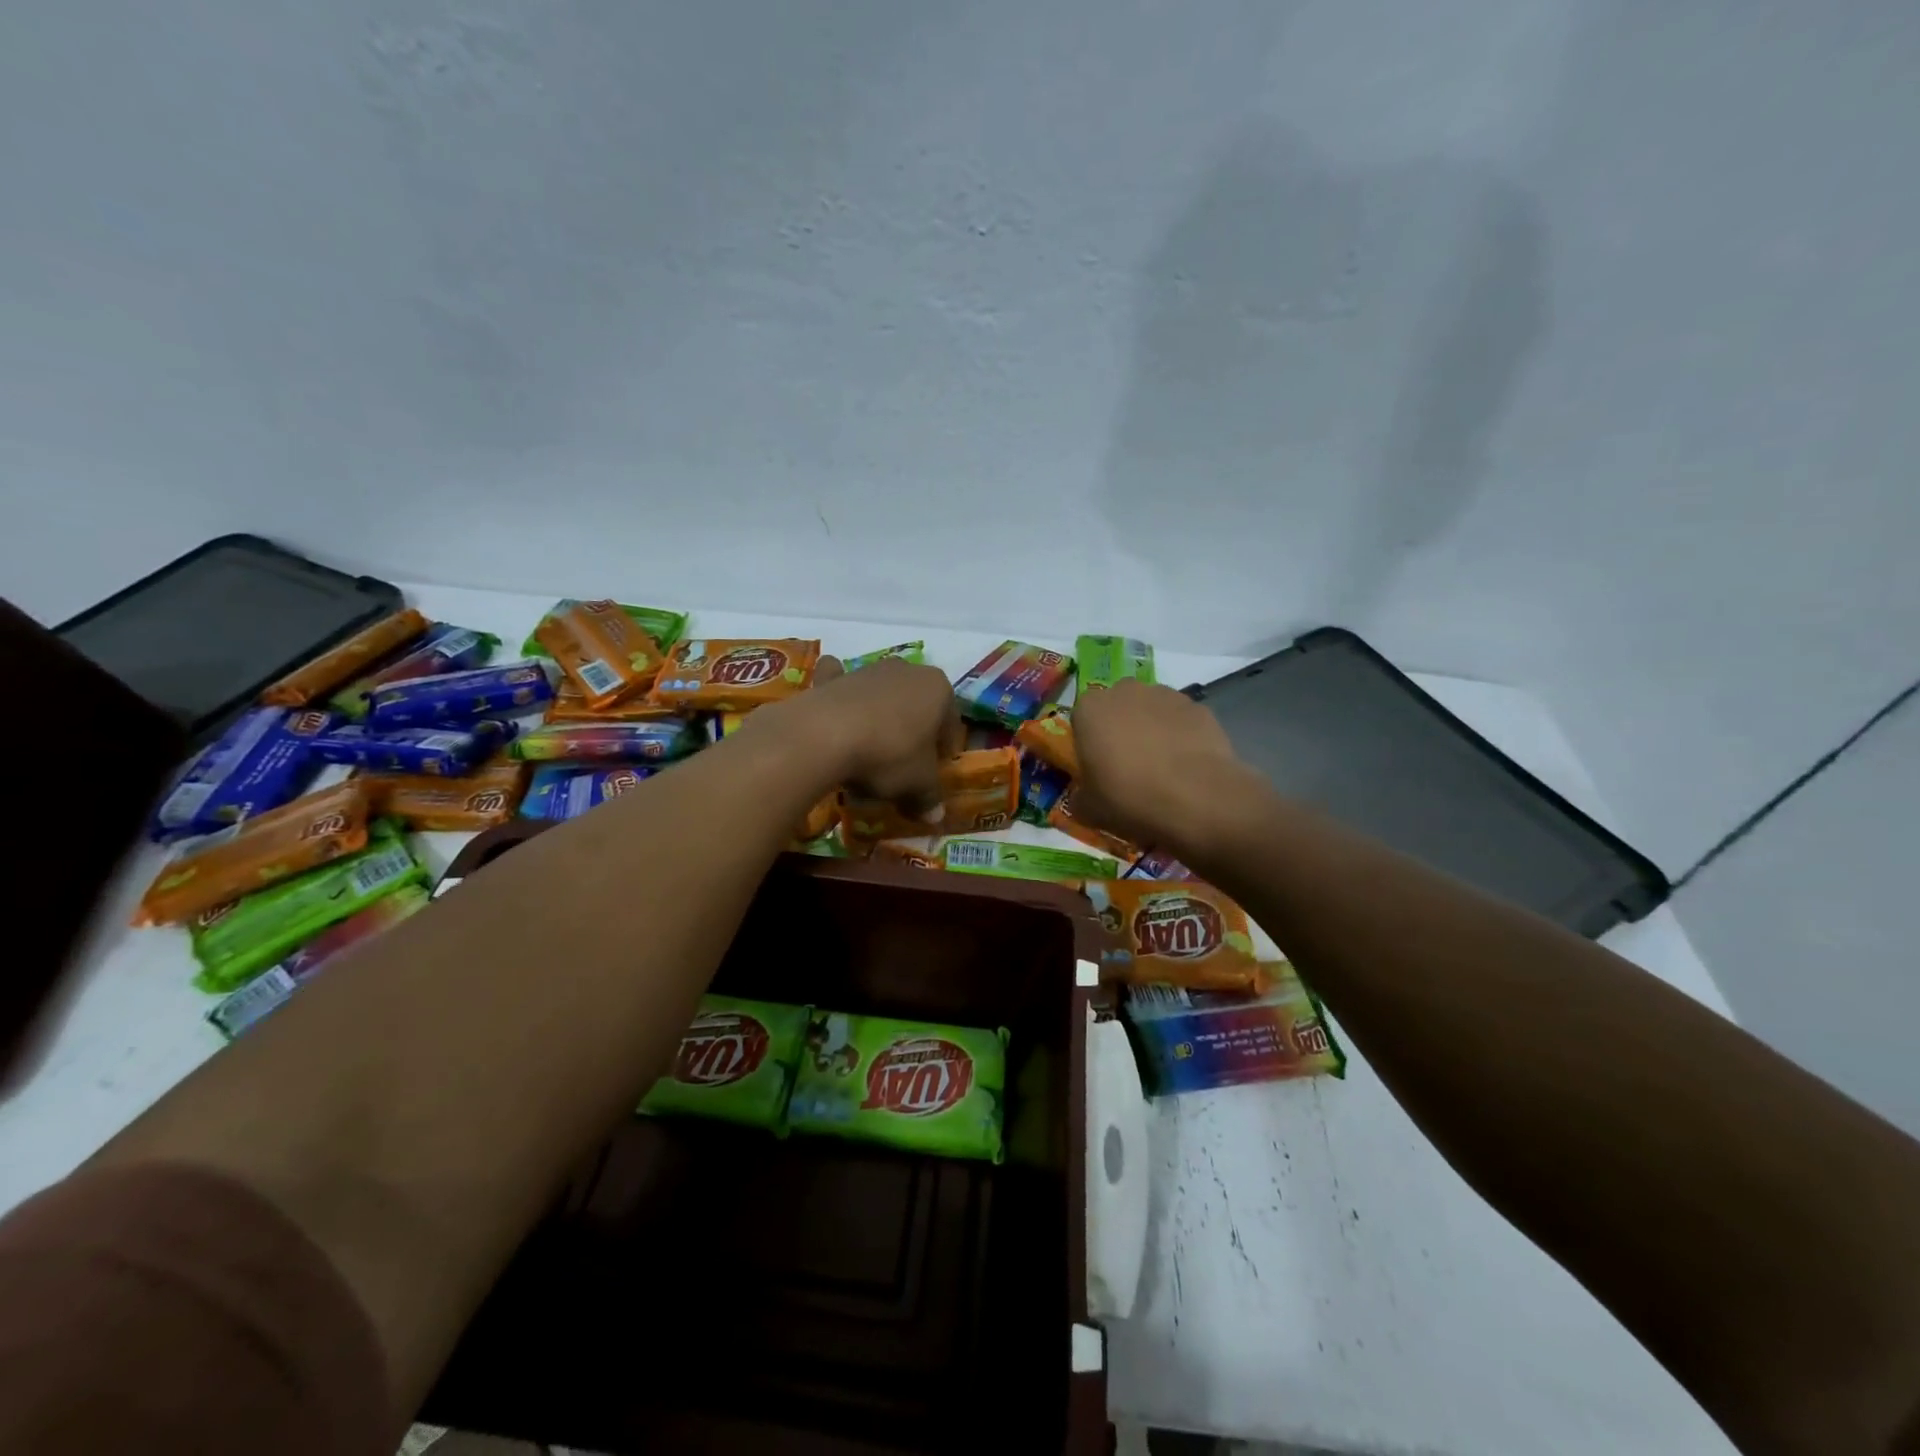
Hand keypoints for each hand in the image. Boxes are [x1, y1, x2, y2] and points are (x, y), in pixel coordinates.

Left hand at [751, 656, 962, 816]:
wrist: (824, 735)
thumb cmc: (888, 755)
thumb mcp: (917, 784)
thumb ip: (929, 798)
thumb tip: (935, 817)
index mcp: (939, 689)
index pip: (950, 721)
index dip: (944, 749)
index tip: (934, 772)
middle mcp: (907, 671)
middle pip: (916, 705)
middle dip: (913, 730)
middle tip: (904, 764)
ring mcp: (867, 670)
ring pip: (882, 696)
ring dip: (880, 717)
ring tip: (869, 753)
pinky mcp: (833, 678)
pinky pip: (840, 684)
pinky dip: (839, 694)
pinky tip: (835, 712)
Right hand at [1070, 679, 1254, 855]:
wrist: (1198, 801)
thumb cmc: (1130, 798)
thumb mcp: (1088, 809)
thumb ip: (1079, 797)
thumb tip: (1083, 796)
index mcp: (1090, 709)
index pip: (1081, 718)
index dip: (1089, 742)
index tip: (1098, 766)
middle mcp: (1125, 691)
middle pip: (1118, 708)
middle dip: (1121, 729)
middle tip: (1128, 765)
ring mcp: (1166, 695)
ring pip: (1151, 710)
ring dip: (1152, 730)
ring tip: (1162, 767)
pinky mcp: (1199, 707)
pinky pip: (1181, 721)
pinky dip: (1181, 736)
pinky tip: (1187, 766)